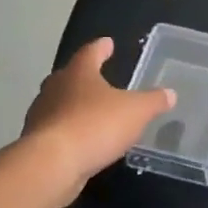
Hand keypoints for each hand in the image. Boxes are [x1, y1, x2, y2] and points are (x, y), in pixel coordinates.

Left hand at [23, 38, 173, 205]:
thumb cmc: (96, 125)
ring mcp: (42, 116)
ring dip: (75, 106)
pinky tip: (84, 141)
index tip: (107, 43)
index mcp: (78, 73)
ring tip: (93, 112)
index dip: (101, 48)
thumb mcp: (136, 111)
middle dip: (84, 77)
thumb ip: (153, 101)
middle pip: (69, 77)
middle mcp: (55, 89)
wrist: (53, 165)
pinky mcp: (37, 142)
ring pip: (60, 104)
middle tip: (98, 78)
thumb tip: (170, 93)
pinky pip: (58, 130)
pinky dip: (70, 131)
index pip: (90, 52)